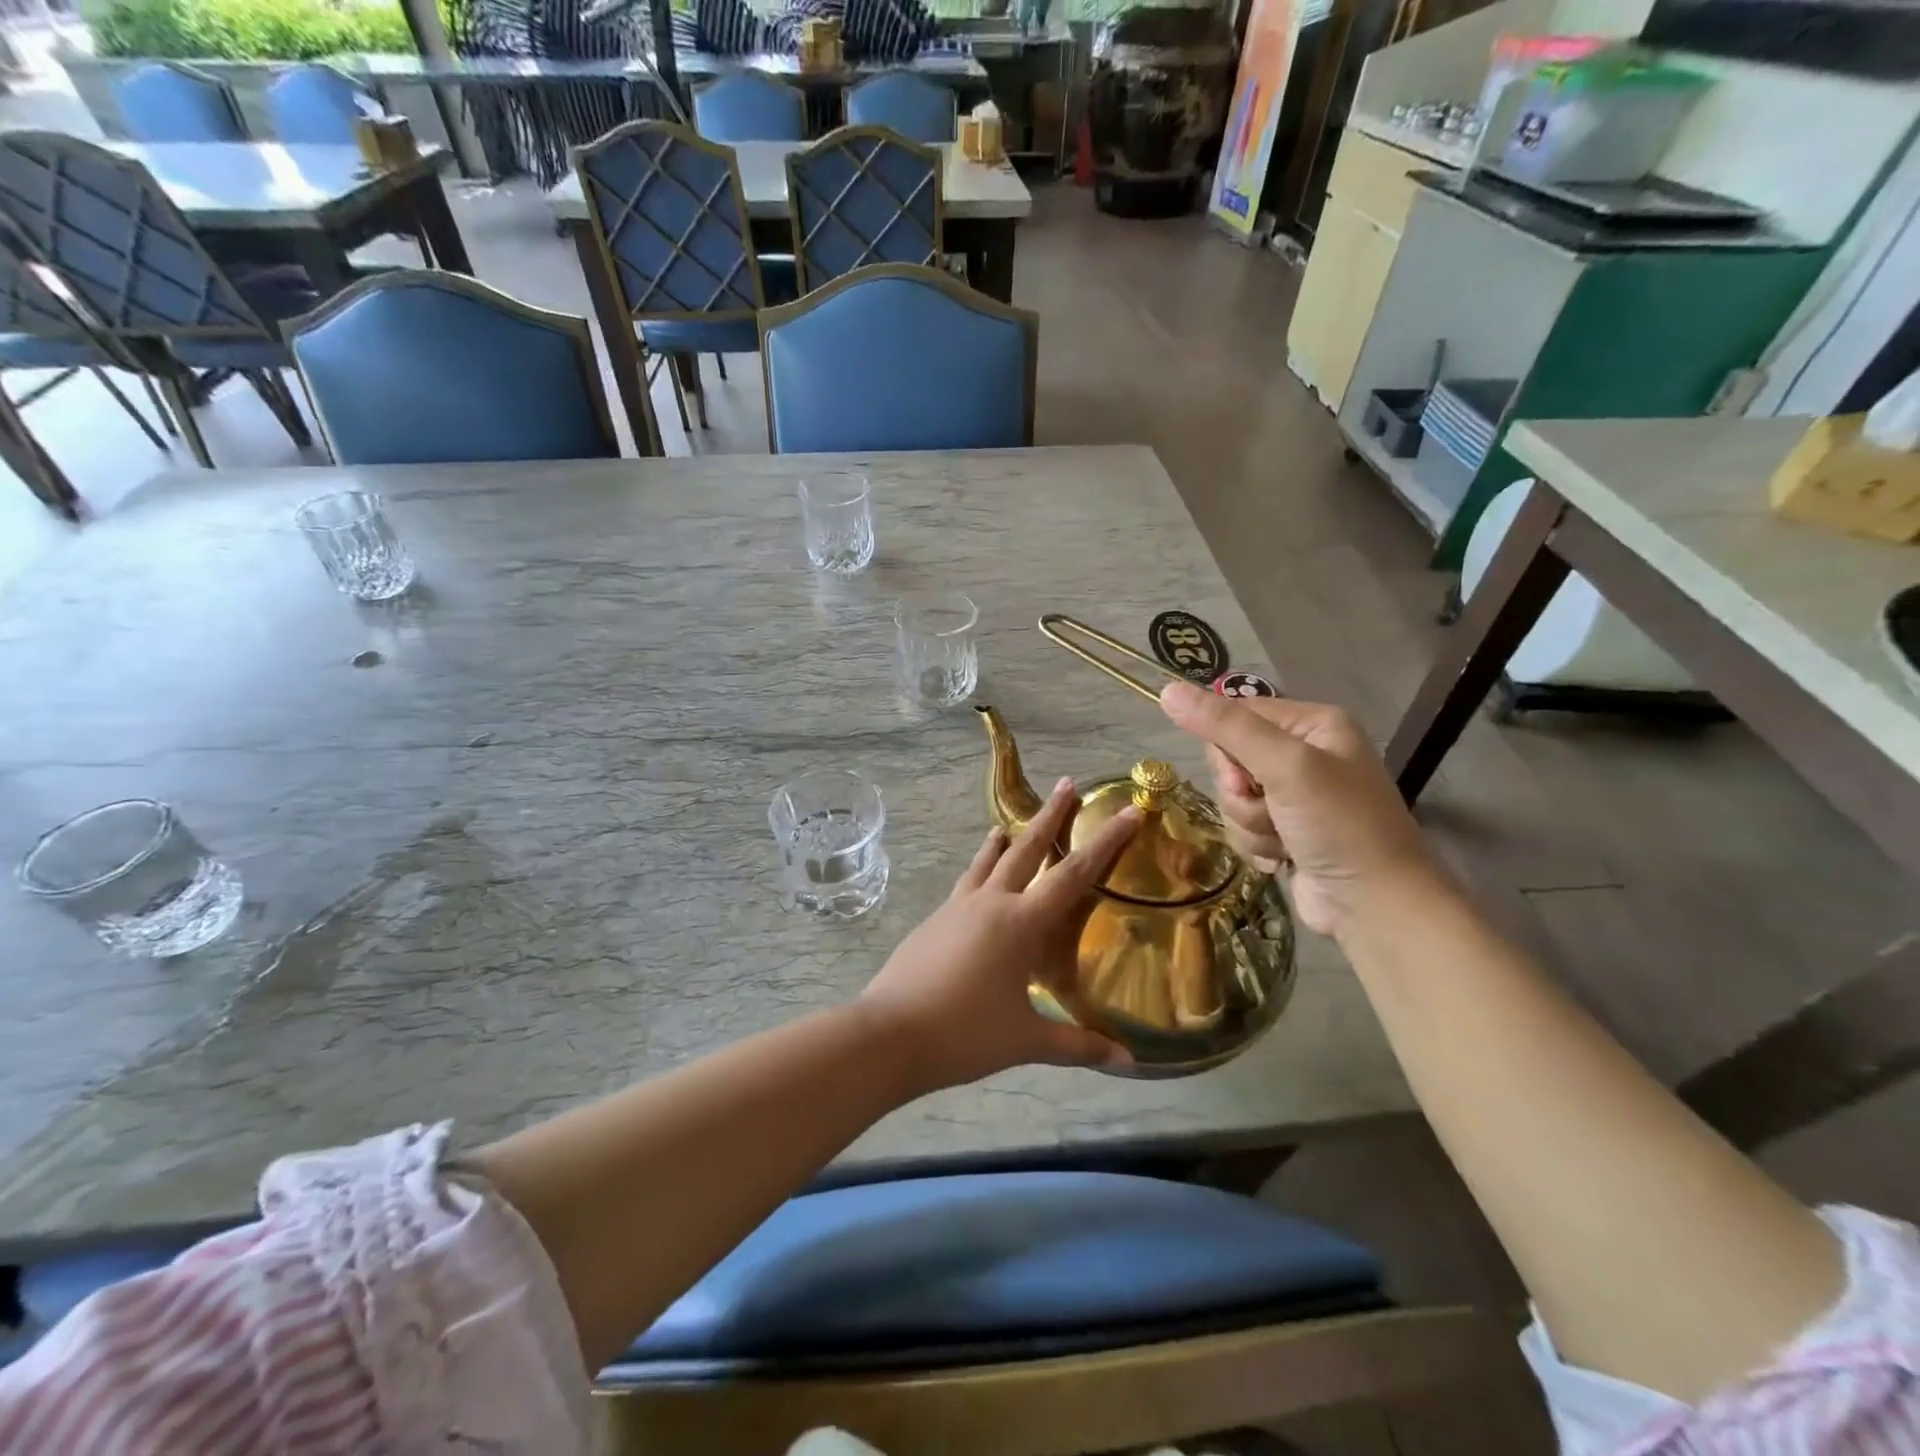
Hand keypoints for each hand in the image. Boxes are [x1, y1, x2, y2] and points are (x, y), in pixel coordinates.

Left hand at [859, 777, 1139, 1091]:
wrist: (890, 1033)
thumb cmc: (964, 1034)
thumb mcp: (1026, 1041)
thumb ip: (1077, 1045)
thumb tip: (1128, 1061)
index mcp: (1020, 923)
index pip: (1073, 874)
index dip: (1104, 843)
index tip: (1126, 813)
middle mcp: (990, 902)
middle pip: (1026, 848)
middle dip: (1050, 815)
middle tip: (1068, 784)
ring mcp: (957, 907)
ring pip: (987, 861)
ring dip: (1005, 839)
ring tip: (1009, 823)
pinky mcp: (935, 920)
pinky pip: (966, 883)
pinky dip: (979, 869)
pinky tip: (978, 881)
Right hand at [1158, 681, 1438, 937]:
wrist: (1375, 906)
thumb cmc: (1339, 825)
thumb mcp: (1284, 766)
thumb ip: (1225, 727)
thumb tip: (1167, 690)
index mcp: (1313, 724)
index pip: (1236, 714)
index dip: (1227, 749)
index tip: (1246, 778)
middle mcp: (1304, 753)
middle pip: (1230, 759)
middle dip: (1241, 794)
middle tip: (1271, 810)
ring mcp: (1296, 795)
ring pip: (1233, 797)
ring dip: (1249, 823)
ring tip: (1283, 840)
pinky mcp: (1286, 830)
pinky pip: (1243, 824)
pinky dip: (1256, 843)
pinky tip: (1283, 857)